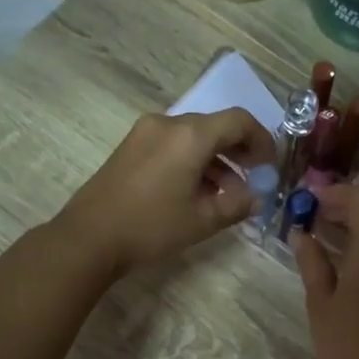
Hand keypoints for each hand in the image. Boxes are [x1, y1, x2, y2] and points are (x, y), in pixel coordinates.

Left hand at [56, 109, 274, 277]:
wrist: (88, 237)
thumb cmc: (151, 227)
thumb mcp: (202, 220)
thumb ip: (237, 204)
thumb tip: (256, 198)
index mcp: (190, 135)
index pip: (239, 121)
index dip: (262, 140)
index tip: (270, 166)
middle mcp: (168, 124)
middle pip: (215, 125)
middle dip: (239, 150)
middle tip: (254, 177)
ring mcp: (145, 133)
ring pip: (193, 136)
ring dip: (216, 158)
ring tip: (227, 191)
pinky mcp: (131, 147)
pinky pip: (172, 143)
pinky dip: (192, 160)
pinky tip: (196, 191)